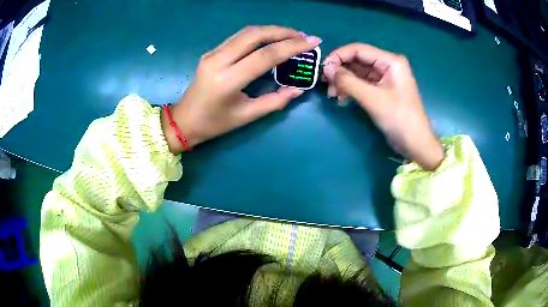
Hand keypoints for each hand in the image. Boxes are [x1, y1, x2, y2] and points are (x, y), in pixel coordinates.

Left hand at [162, 26, 321, 153]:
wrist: (183, 121)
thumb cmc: (214, 124)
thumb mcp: (246, 116)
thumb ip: (275, 101)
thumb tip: (298, 89)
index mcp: (228, 80)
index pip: (265, 55)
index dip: (292, 46)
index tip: (313, 41)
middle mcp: (218, 61)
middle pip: (255, 35)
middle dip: (283, 32)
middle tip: (303, 36)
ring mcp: (212, 54)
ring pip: (246, 32)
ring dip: (271, 30)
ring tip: (292, 35)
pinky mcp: (211, 52)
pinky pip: (238, 37)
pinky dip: (258, 35)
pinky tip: (271, 39)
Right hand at [322, 43, 443, 170]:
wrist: (415, 143)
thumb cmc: (399, 118)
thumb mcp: (372, 98)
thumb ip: (348, 81)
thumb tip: (327, 69)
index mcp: (390, 61)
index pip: (359, 49)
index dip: (339, 56)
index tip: (323, 69)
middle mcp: (387, 65)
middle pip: (357, 60)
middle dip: (340, 71)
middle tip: (327, 85)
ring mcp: (385, 78)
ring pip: (358, 73)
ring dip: (344, 82)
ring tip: (333, 95)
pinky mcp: (382, 90)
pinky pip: (362, 84)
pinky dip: (351, 89)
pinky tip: (342, 99)